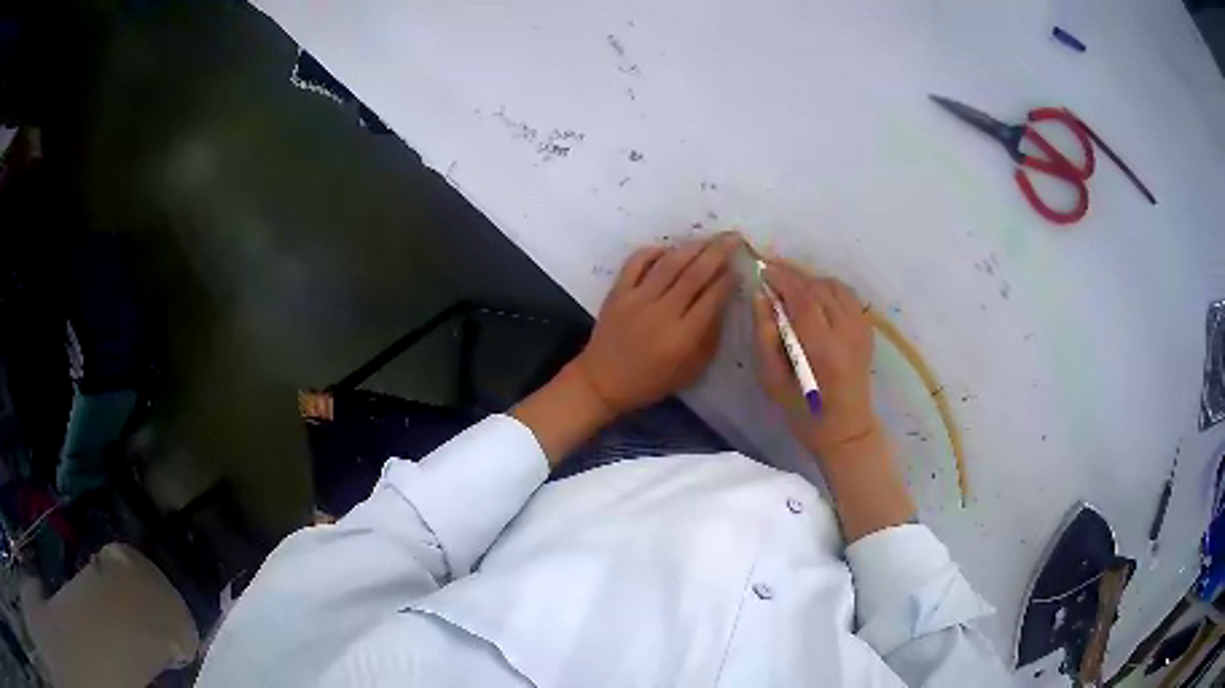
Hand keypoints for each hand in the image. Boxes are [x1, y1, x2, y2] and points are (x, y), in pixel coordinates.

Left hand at [573, 233, 741, 415]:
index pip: (713, 297)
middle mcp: (662, 313)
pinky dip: (653, 251)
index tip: (740, 266)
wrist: (602, 381)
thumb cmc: (651, 381)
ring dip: (692, 247)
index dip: (729, 279)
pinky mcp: (617, 292)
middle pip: (695, 274)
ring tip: (708, 238)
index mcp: (683, 336)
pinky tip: (668, 249)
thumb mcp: (691, 370)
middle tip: (734, 237)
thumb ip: (710, 337)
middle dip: (718, 252)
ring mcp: (637, 299)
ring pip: (669, 263)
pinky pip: (636, 262)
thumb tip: (724, 303)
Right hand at [752, 260, 879, 456]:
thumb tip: (760, 297)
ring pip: (835, 287)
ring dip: (811, 280)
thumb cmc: (803, 413)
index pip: (802, 298)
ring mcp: (861, 329)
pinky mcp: (867, 330)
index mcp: (823, 348)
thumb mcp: (772, 381)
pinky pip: (847, 296)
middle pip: (819, 288)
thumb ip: (765, 337)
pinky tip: (813, 296)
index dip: (782, 279)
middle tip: (771, 273)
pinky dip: (828, 288)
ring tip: (790, 285)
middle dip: (794, 276)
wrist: (846, 430)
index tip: (762, 270)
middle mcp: (847, 332)